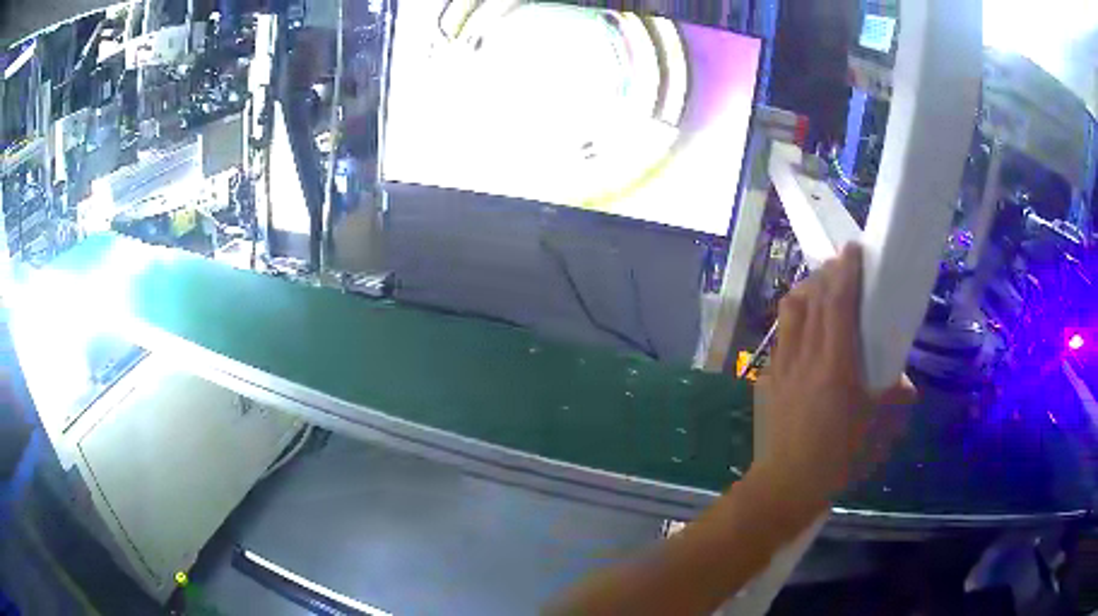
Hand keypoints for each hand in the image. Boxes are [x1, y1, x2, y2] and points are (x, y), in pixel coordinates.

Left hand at [754, 243, 915, 511]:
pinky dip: (795, 323)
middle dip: (828, 273)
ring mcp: (780, 367)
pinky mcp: (766, 381)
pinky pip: (781, 339)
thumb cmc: (839, 460)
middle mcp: (805, 357)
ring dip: (807, 292)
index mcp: (836, 364)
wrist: (785, 487)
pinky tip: (805, 335)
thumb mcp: (879, 433)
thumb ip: (897, 401)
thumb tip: (905, 384)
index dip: (846, 271)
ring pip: (790, 313)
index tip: (852, 249)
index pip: (839, 303)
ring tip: (822, 290)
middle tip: (842, 265)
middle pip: (812, 298)